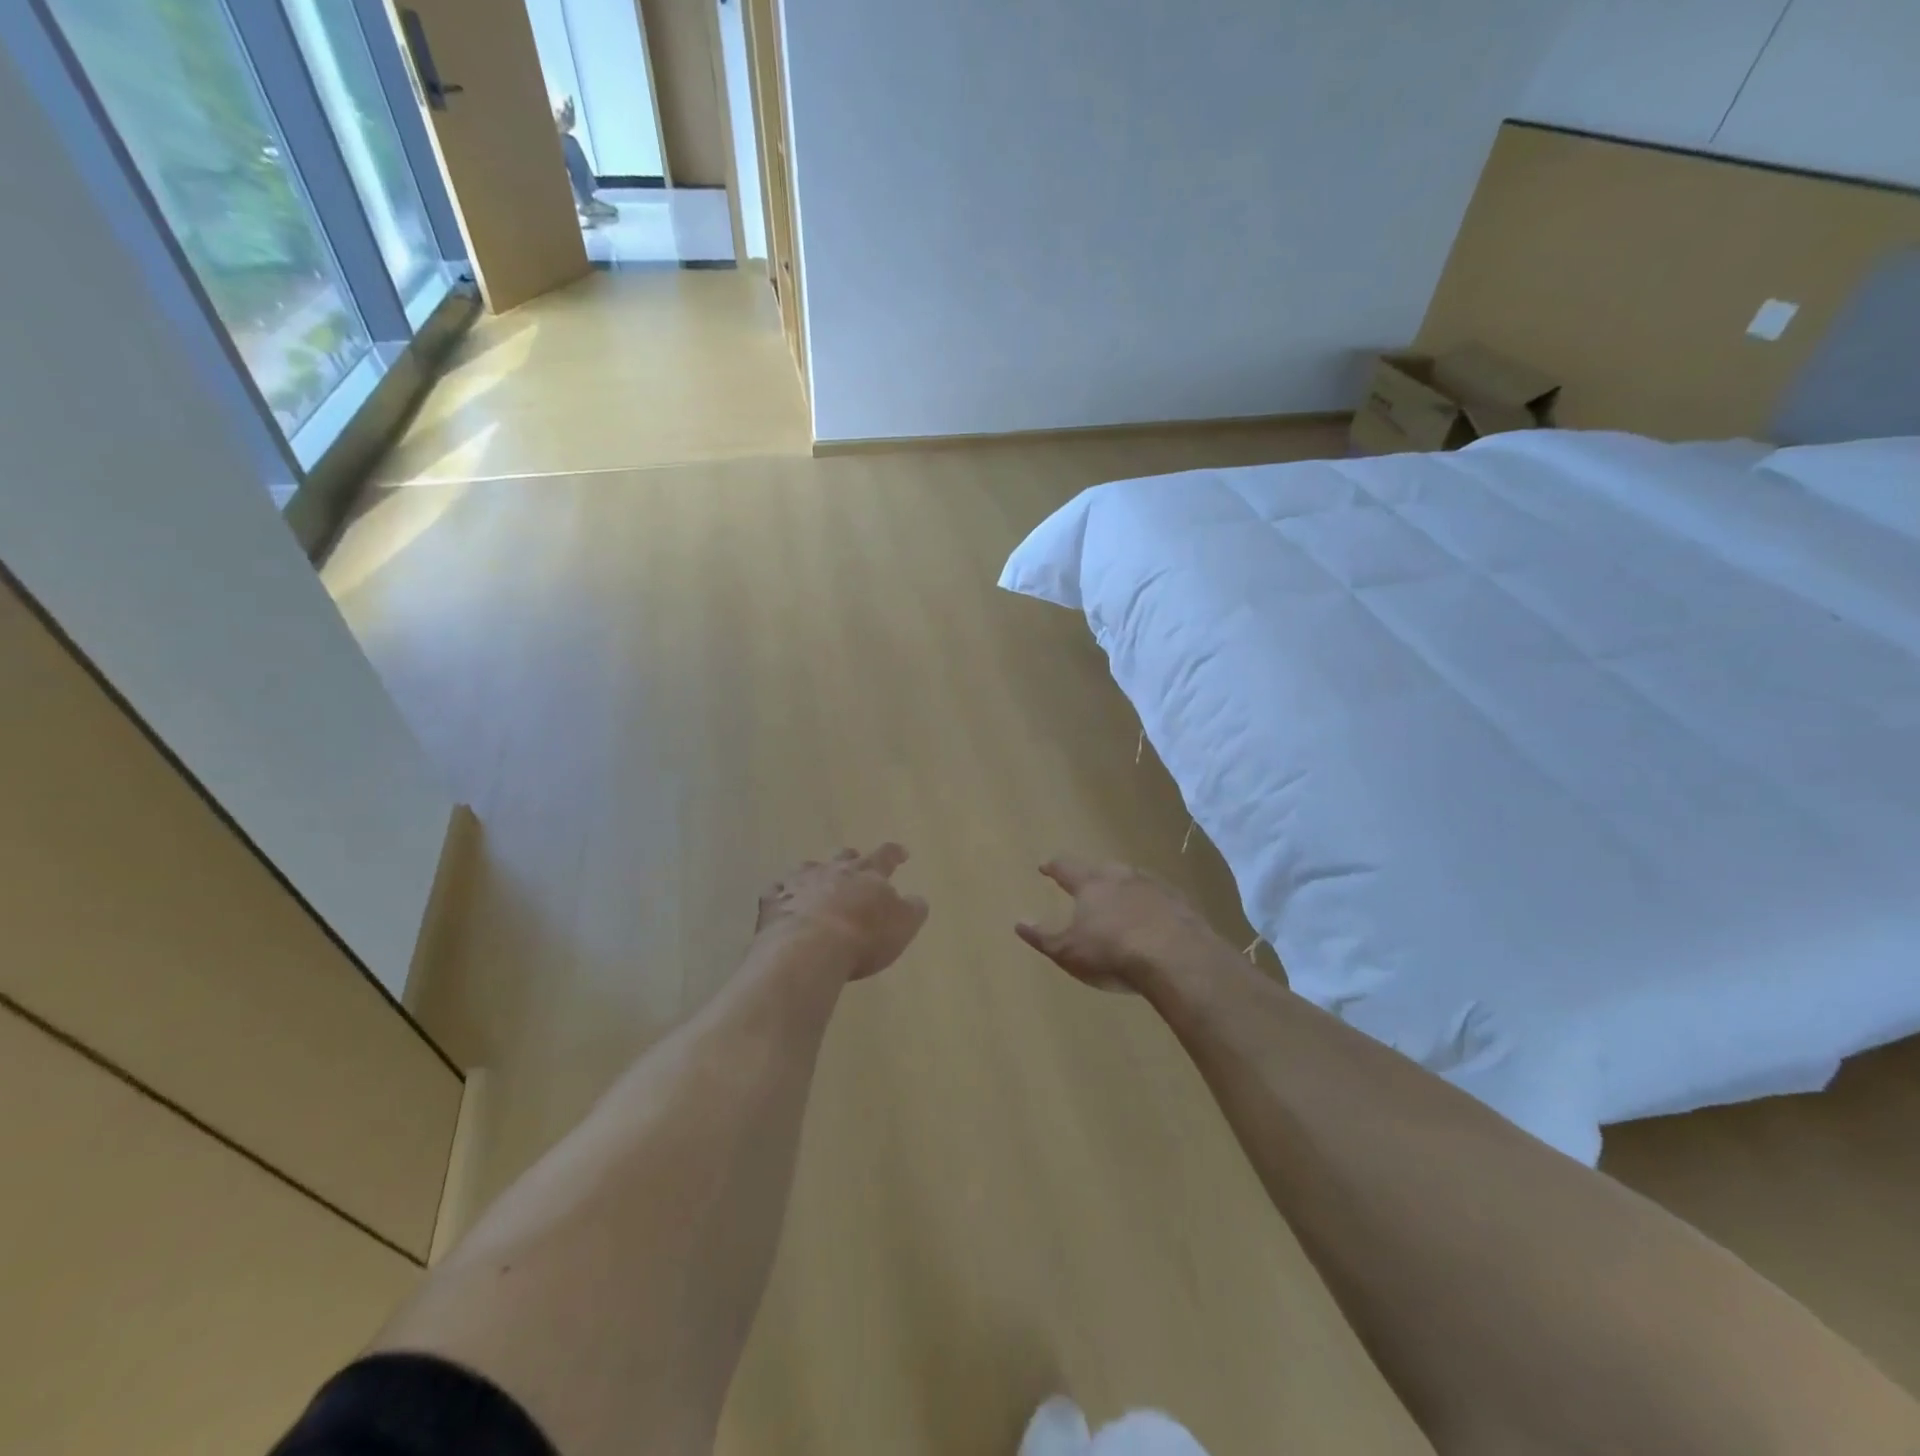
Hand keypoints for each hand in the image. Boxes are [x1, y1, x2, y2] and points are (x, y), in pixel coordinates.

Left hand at [756, 844, 928, 981]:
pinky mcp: (774, 902)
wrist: (808, 950)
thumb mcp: (902, 926)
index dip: (895, 853)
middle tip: (855, 865)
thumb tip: (917, 899)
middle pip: (844, 856)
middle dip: (852, 859)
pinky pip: (777, 891)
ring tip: (816, 885)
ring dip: (815, 875)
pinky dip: (783, 895)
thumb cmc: (863, 937)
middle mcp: (833, 870)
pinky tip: (783, 903)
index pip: (886, 855)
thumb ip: (912, 909)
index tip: (902, 853)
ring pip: (808, 869)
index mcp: (868, 874)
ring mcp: (800, 882)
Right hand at [1015, 857, 1229, 993]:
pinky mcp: (1181, 903)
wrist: (1177, 957)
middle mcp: (1122, 877)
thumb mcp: (1068, 951)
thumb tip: (1018, 922)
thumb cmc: (1112, 952)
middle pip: (1103, 869)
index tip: (1045, 866)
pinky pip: (1160, 898)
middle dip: (1093, 874)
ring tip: (1120, 899)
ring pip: (1134, 880)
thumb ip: (1042, 937)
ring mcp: (1155, 887)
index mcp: (1091, 884)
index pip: (1066, 868)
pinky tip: (1154, 918)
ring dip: (1125, 887)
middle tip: (1086, 881)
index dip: (1054, 867)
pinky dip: (1152, 904)